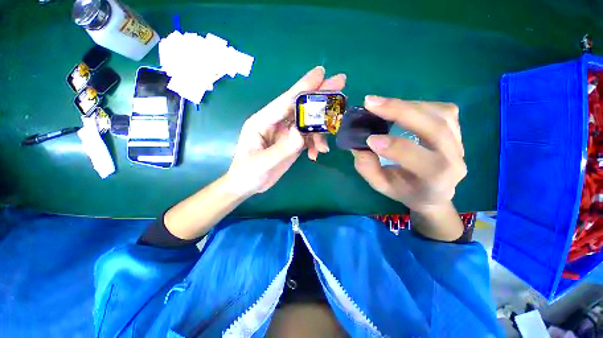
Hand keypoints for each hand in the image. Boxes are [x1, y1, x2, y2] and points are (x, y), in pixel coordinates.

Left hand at [227, 66, 345, 195]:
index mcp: (262, 121)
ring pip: (307, 122)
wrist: (247, 185)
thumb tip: (302, 133)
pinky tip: (316, 154)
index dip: (303, 87)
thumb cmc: (248, 173)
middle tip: (340, 86)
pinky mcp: (292, 142)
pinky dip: (315, 143)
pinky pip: (308, 137)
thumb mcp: (263, 163)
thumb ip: (283, 148)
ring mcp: (285, 132)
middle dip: (320, 97)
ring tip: (323, 147)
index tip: (321, 73)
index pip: (286, 101)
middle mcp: (275, 122)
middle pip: (300, 106)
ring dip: (320, 131)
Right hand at [352, 96, 466, 213]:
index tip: (369, 139)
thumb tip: (360, 146)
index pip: (420, 159)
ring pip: (440, 114)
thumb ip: (369, 169)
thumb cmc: (405, 190)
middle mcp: (454, 159)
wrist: (433, 192)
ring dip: (407, 105)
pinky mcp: (457, 130)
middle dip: (400, 112)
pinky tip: (401, 107)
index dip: (393, 147)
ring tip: (381, 105)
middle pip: (435, 128)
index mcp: (436, 179)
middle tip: (370, 103)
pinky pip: (443, 109)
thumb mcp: (382, 186)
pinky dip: (418, 104)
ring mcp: (459, 142)